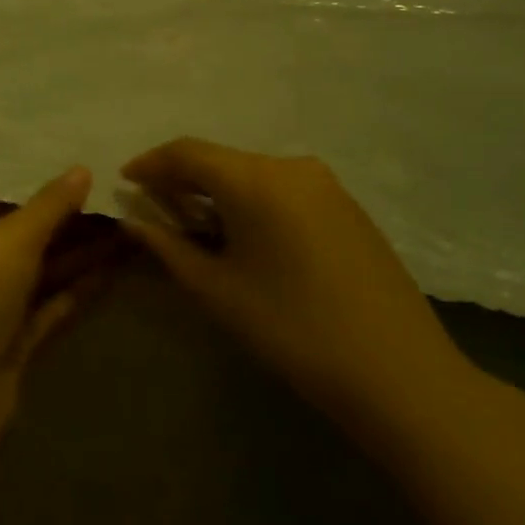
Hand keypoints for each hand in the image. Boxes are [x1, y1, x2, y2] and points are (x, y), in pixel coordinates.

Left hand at [0, 167, 96, 439]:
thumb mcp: (13, 236)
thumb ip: (50, 204)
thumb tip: (83, 169)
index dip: (41, 191)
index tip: (86, 178)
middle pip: (24, 237)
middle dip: (71, 223)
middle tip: (119, 203)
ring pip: (41, 272)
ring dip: (81, 254)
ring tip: (130, 229)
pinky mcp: (11, 342)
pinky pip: (49, 305)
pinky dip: (78, 288)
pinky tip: (115, 269)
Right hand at [121, 138, 485, 451]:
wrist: (399, 372)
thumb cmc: (293, 330)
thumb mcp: (218, 290)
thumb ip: (168, 247)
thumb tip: (132, 220)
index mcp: (255, 179)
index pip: (187, 152)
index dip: (150, 163)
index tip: (125, 180)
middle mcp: (290, 166)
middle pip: (221, 159)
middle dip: (182, 179)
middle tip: (155, 208)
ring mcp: (325, 184)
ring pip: (252, 173)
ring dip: (218, 191)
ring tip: (196, 225)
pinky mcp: (347, 205)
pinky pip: (283, 188)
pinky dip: (252, 201)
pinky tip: (246, 235)